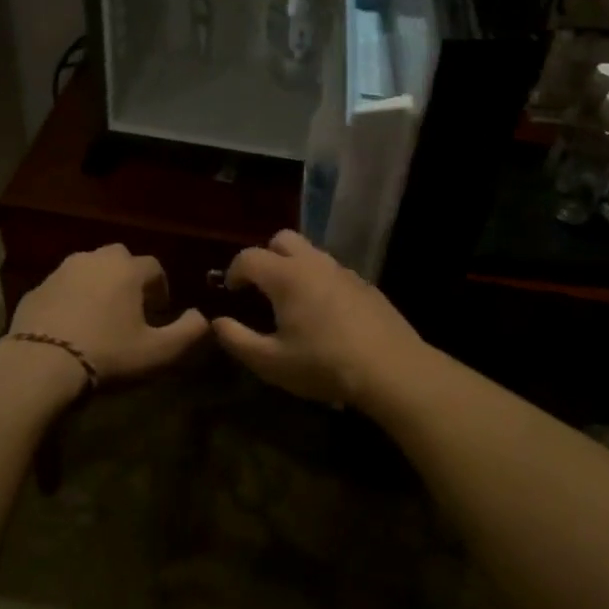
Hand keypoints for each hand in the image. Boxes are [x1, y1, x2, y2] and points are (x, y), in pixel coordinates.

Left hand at [7, 244, 208, 383]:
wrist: (39, 365)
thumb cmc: (108, 355)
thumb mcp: (160, 352)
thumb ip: (190, 332)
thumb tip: (201, 317)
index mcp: (127, 269)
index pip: (154, 268)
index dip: (160, 289)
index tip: (159, 315)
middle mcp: (94, 260)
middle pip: (120, 260)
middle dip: (129, 280)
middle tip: (130, 311)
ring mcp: (60, 272)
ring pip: (89, 270)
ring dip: (99, 286)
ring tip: (100, 318)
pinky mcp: (36, 289)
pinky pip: (62, 288)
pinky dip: (71, 299)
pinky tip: (71, 327)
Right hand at [211, 230, 426, 406]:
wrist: (391, 368)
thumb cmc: (323, 364)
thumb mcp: (271, 362)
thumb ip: (237, 340)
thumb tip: (217, 323)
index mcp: (286, 276)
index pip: (249, 257)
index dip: (234, 271)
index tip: (231, 292)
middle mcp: (314, 263)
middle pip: (282, 239)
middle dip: (266, 256)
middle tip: (261, 288)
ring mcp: (344, 271)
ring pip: (311, 254)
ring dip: (294, 268)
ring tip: (292, 302)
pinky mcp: (366, 285)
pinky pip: (333, 272)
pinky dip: (320, 282)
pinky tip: (325, 315)